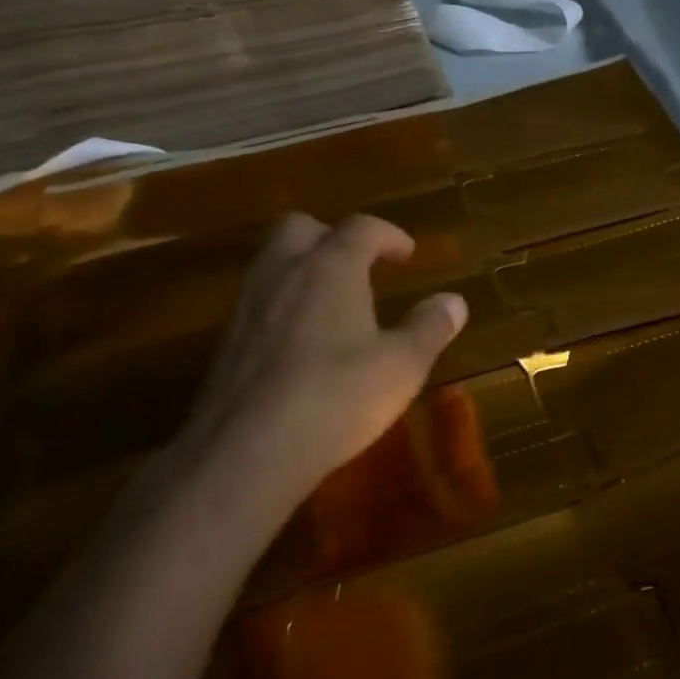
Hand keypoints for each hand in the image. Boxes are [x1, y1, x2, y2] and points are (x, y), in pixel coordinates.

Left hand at [168, 213, 467, 509]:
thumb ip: (430, 328)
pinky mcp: (225, 340)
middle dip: (332, 236)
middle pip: (301, 227)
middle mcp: (284, 272)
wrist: (245, 452)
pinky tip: (300, 342)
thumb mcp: (401, 367)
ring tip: (332, 304)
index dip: (389, 235)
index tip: (407, 254)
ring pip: (272, 261)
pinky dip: (282, 303)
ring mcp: (248, 304)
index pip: (361, 227)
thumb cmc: (336, 398)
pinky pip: (258, 300)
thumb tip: (454, 301)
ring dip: (303, 268)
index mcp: (331, 267)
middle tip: (359, 266)